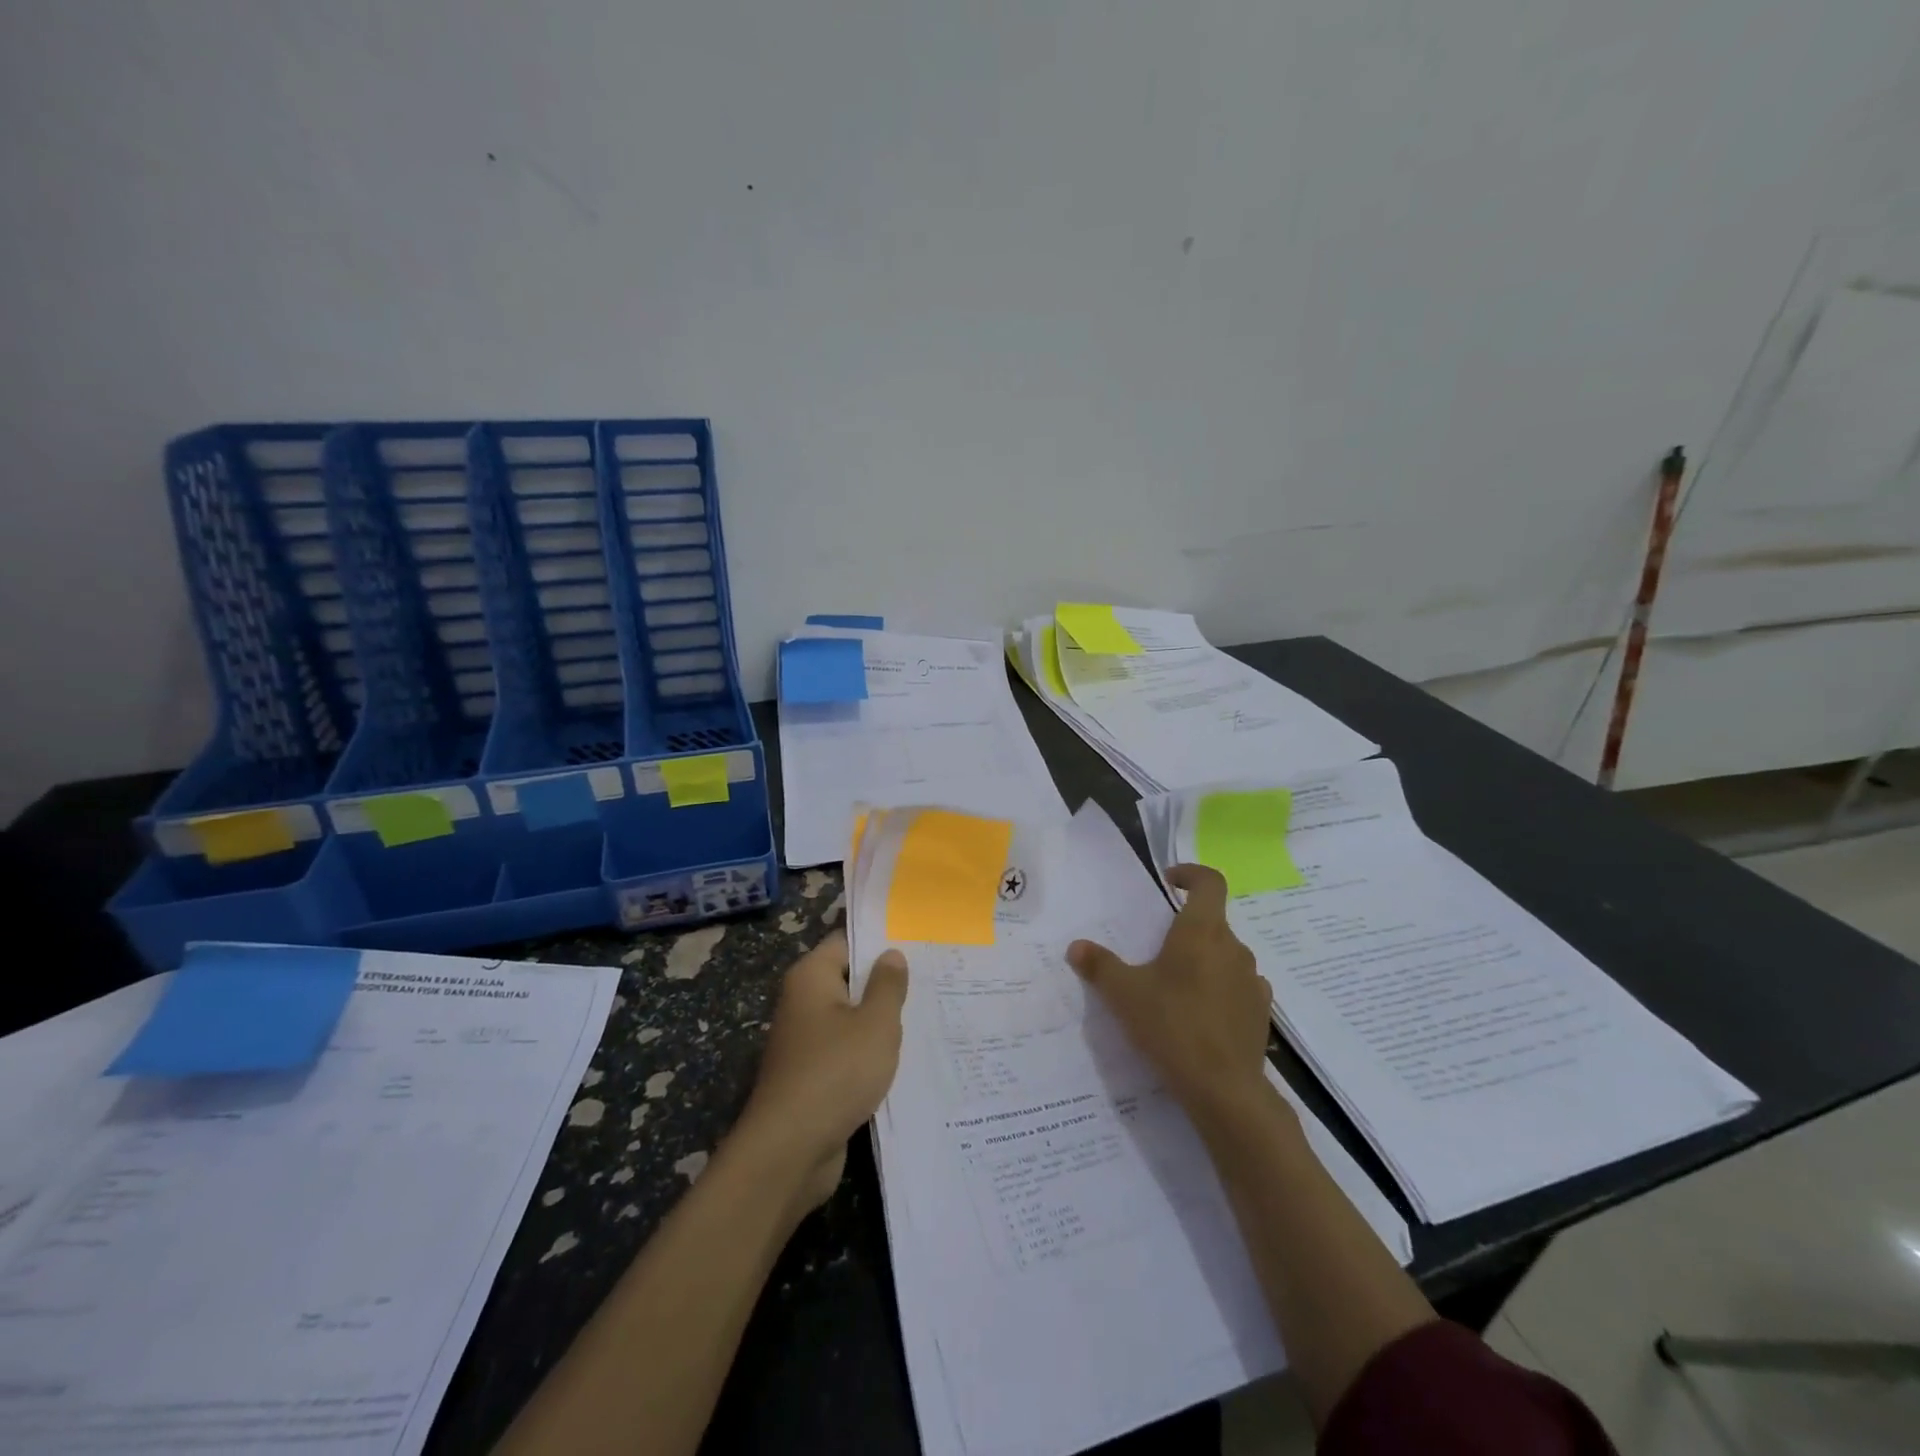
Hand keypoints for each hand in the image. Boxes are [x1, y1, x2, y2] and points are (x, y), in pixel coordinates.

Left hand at [740, 931, 908, 1210]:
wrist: (789, 1151)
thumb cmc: (836, 1072)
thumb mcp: (875, 1023)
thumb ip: (887, 985)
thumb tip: (891, 954)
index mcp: (811, 977)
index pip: (846, 942)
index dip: (880, 941)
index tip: (917, 942)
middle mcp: (803, 1002)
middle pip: (848, 980)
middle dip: (885, 982)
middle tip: (932, 979)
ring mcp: (805, 1041)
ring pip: (850, 1018)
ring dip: (880, 1022)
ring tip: (927, 1015)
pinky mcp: (812, 1076)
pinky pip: (846, 1051)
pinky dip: (869, 1053)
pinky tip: (903, 1058)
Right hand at [1067, 864, 1272, 1123]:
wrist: (1224, 1090)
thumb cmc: (1172, 1026)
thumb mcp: (1124, 994)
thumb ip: (1099, 966)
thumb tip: (1076, 946)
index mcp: (1202, 932)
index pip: (1210, 882)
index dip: (1191, 874)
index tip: (1170, 883)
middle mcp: (1233, 948)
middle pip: (1212, 922)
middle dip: (1185, 929)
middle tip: (1156, 949)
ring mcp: (1252, 981)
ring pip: (1225, 956)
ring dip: (1203, 960)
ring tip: (1175, 986)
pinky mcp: (1260, 1012)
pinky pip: (1237, 986)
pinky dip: (1219, 989)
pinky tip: (1199, 1014)